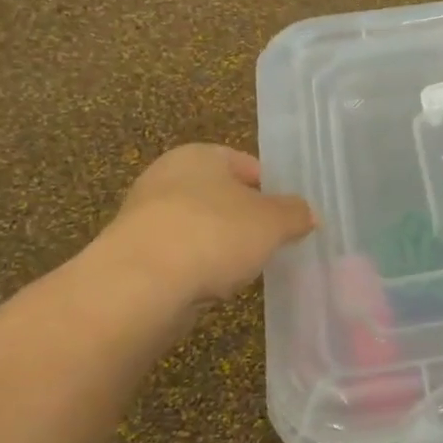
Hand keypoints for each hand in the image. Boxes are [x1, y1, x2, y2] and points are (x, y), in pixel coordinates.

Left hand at [93, 144, 315, 306]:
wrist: (141, 284)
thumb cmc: (214, 234)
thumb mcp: (272, 222)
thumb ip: (295, 214)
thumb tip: (308, 214)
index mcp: (199, 155)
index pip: (246, 164)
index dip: (272, 189)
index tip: (290, 217)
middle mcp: (167, 177)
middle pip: (221, 196)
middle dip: (246, 219)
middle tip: (271, 244)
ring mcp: (146, 216)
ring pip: (200, 227)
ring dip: (221, 246)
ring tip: (244, 270)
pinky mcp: (134, 254)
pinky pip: (180, 256)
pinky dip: (197, 268)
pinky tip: (212, 286)